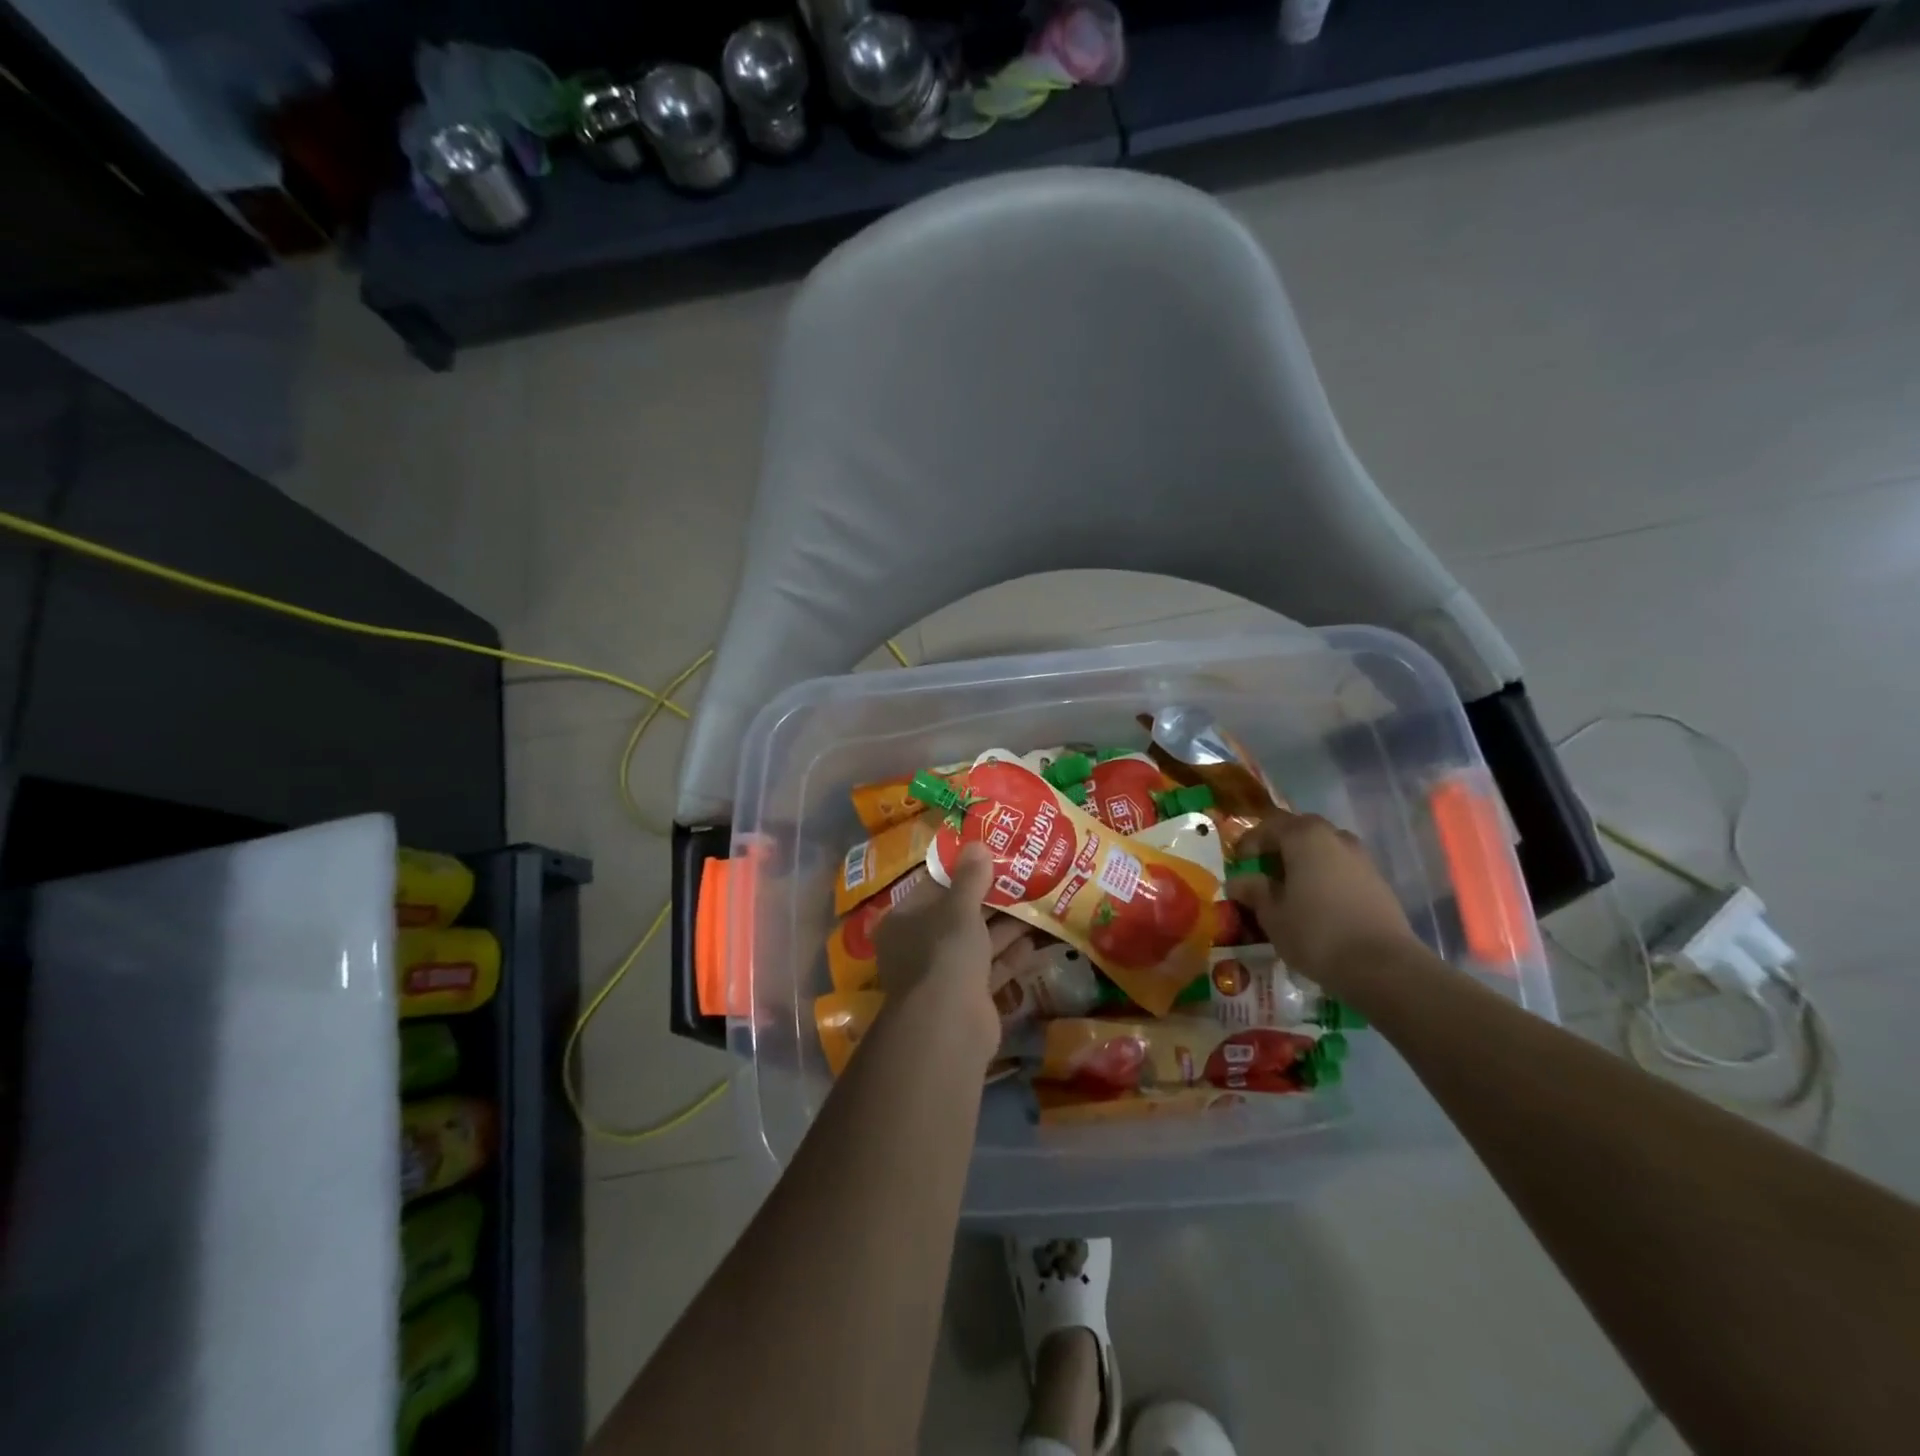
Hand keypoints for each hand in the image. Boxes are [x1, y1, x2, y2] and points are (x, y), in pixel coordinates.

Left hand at [874, 845, 1041, 1066]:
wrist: (949, 1025)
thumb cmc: (945, 953)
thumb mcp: (958, 908)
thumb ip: (970, 877)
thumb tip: (977, 843)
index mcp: (905, 919)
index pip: (934, 886)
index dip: (962, 870)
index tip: (991, 855)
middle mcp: (919, 945)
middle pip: (958, 915)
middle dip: (990, 899)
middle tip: (1023, 876)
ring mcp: (943, 974)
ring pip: (977, 942)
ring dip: (1005, 926)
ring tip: (1037, 903)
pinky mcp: (968, 997)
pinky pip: (991, 969)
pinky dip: (1010, 956)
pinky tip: (1035, 941)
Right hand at [1227, 810, 1418, 988]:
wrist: (1382, 967)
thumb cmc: (1315, 933)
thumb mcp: (1272, 915)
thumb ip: (1254, 891)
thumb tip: (1239, 881)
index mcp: (1304, 837)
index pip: (1269, 826)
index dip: (1249, 843)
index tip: (1239, 864)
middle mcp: (1335, 837)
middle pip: (1300, 832)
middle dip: (1279, 848)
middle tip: (1264, 871)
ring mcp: (1362, 859)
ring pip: (1324, 850)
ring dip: (1305, 862)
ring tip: (1291, 889)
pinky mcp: (1378, 882)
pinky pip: (1342, 869)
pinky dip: (1325, 878)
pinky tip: (1318, 904)